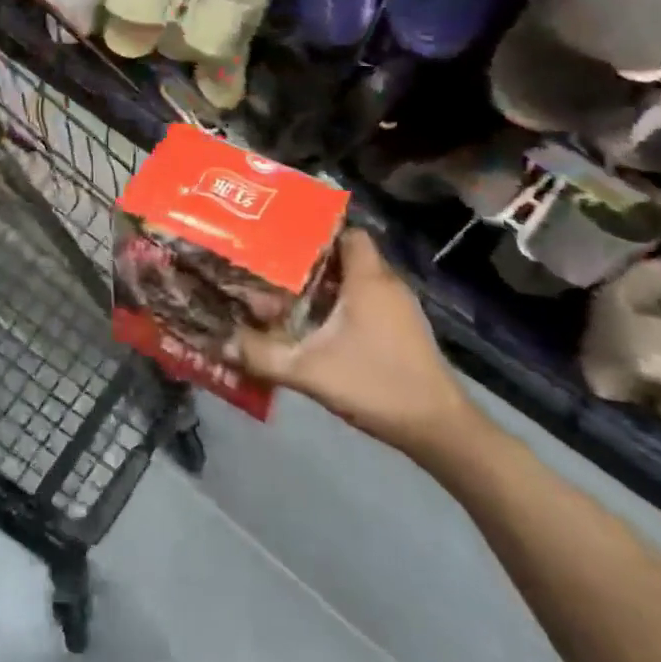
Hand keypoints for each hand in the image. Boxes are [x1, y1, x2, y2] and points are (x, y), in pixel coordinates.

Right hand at [234, 227, 481, 460]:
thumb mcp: (310, 371)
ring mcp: (400, 309)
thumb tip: (220, 342)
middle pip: (347, 255)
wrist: (439, 430)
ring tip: (289, 292)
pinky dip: (344, 304)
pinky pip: (369, 300)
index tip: (283, 238)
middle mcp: (387, 284)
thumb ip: (263, 355)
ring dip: (327, 284)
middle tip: (275, 266)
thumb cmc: (376, 384)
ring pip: (358, 279)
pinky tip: (319, 324)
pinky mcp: (404, 330)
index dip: (317, 231)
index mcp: (368, 279)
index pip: (347, 232)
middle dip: (312, 259)